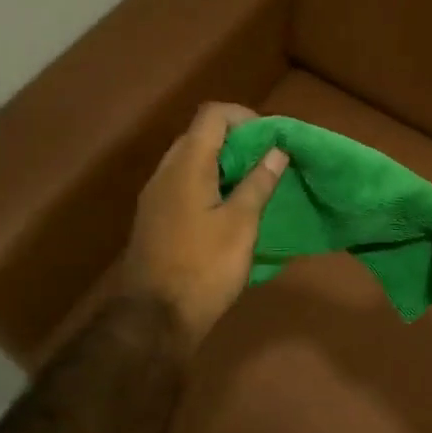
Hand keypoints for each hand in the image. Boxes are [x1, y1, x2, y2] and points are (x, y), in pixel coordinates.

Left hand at [124, 102, 286, 352]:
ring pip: (191, 162)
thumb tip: (277, 150)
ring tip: (254, 186)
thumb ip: (258, 183)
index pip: (213, 115)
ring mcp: (155, 196)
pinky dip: (209, 184)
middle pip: (200, 135)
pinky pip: (184, 185)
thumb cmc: (204, 268)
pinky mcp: (155, 218)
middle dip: (237, 141)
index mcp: (186, 165)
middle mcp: (165, 172)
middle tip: (268, 163)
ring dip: (223, 164)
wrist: (155, 317)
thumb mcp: (241, 225)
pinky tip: (229, 210)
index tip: (272, 139)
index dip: (245, 117)